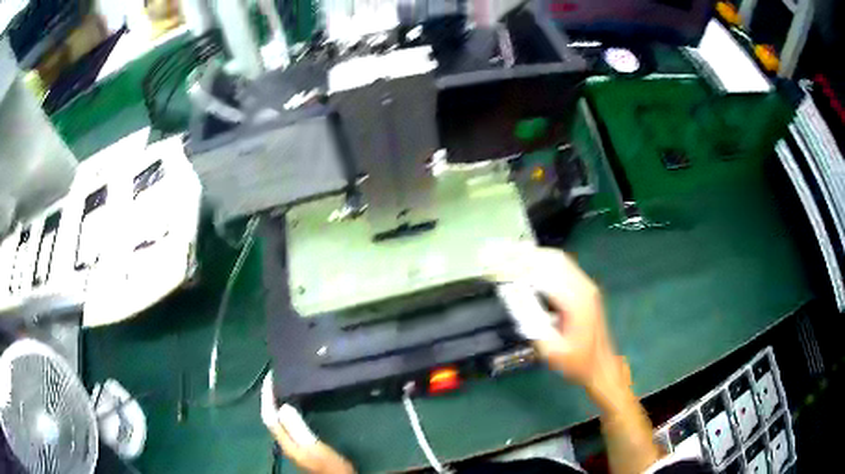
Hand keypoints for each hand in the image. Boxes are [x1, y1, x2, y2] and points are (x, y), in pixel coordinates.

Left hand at [261, 372, 355, 473]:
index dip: (266, 396)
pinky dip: (292, 411)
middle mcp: (286, 442)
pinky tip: (302, 407)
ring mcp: (295, 445)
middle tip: (279, 377)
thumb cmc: (329, 467)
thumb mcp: (314, 448)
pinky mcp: (304, 446)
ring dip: (280, 403)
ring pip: (281, 420)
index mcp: (286, 441)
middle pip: (272, 417)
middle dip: (271, 397)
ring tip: (288, 386)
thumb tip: (282, 406)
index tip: (271, 375)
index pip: (268, 415)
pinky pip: (291, 424)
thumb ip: (297, 429)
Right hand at [493, 247, 629, 404]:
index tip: (495, 268)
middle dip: (522, 256)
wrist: (601, 364)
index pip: (543, 275)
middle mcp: (583, 286)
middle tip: (497, 256)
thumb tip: (512, 295)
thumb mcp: (550, 349)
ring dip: (532, 254)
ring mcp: (586, 284)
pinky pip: (563, 264)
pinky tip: (528, 261)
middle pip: (551, 259)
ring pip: (558, 258)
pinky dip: (543, 259)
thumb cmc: (576, 362)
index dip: (517, 269)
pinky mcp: (585, 286)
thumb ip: (531, 322)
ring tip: (508, 254)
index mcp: (576, 302)